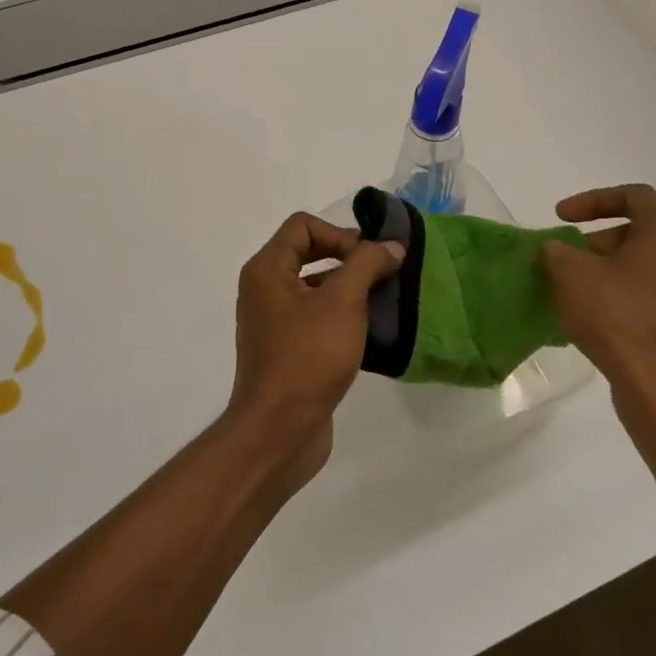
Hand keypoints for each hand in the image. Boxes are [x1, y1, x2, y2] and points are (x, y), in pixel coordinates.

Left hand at [230, 212, 403, 484]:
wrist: (279, 430)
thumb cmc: (308, 357)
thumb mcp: (343, 302)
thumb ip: (367, 265)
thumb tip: (391, 246)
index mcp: (267, 270)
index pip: (303, 225)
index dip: (340, 234)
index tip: (368, 261)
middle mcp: (264, 289)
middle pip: (308, 253)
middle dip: (348, 259)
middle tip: (383, 275)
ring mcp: (273, 322)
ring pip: (315, 288)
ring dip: (349, 289)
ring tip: (384, 303)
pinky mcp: (286, 350)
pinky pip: (315, 318)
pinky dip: (342, 317)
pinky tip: (370, 333)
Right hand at [541, 185, 655, 435]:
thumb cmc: (616, 317)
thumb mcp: (569, 273)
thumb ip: (557, 251)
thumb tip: (558, 252)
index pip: (634, 195)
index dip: (592, 200)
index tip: (561, 217)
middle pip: (643, 232)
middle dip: (601, 241)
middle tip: (570, 259)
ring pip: (651, 266)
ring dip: (615, 270)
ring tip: (582, 290)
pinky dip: (630, 297)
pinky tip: (603, 319)